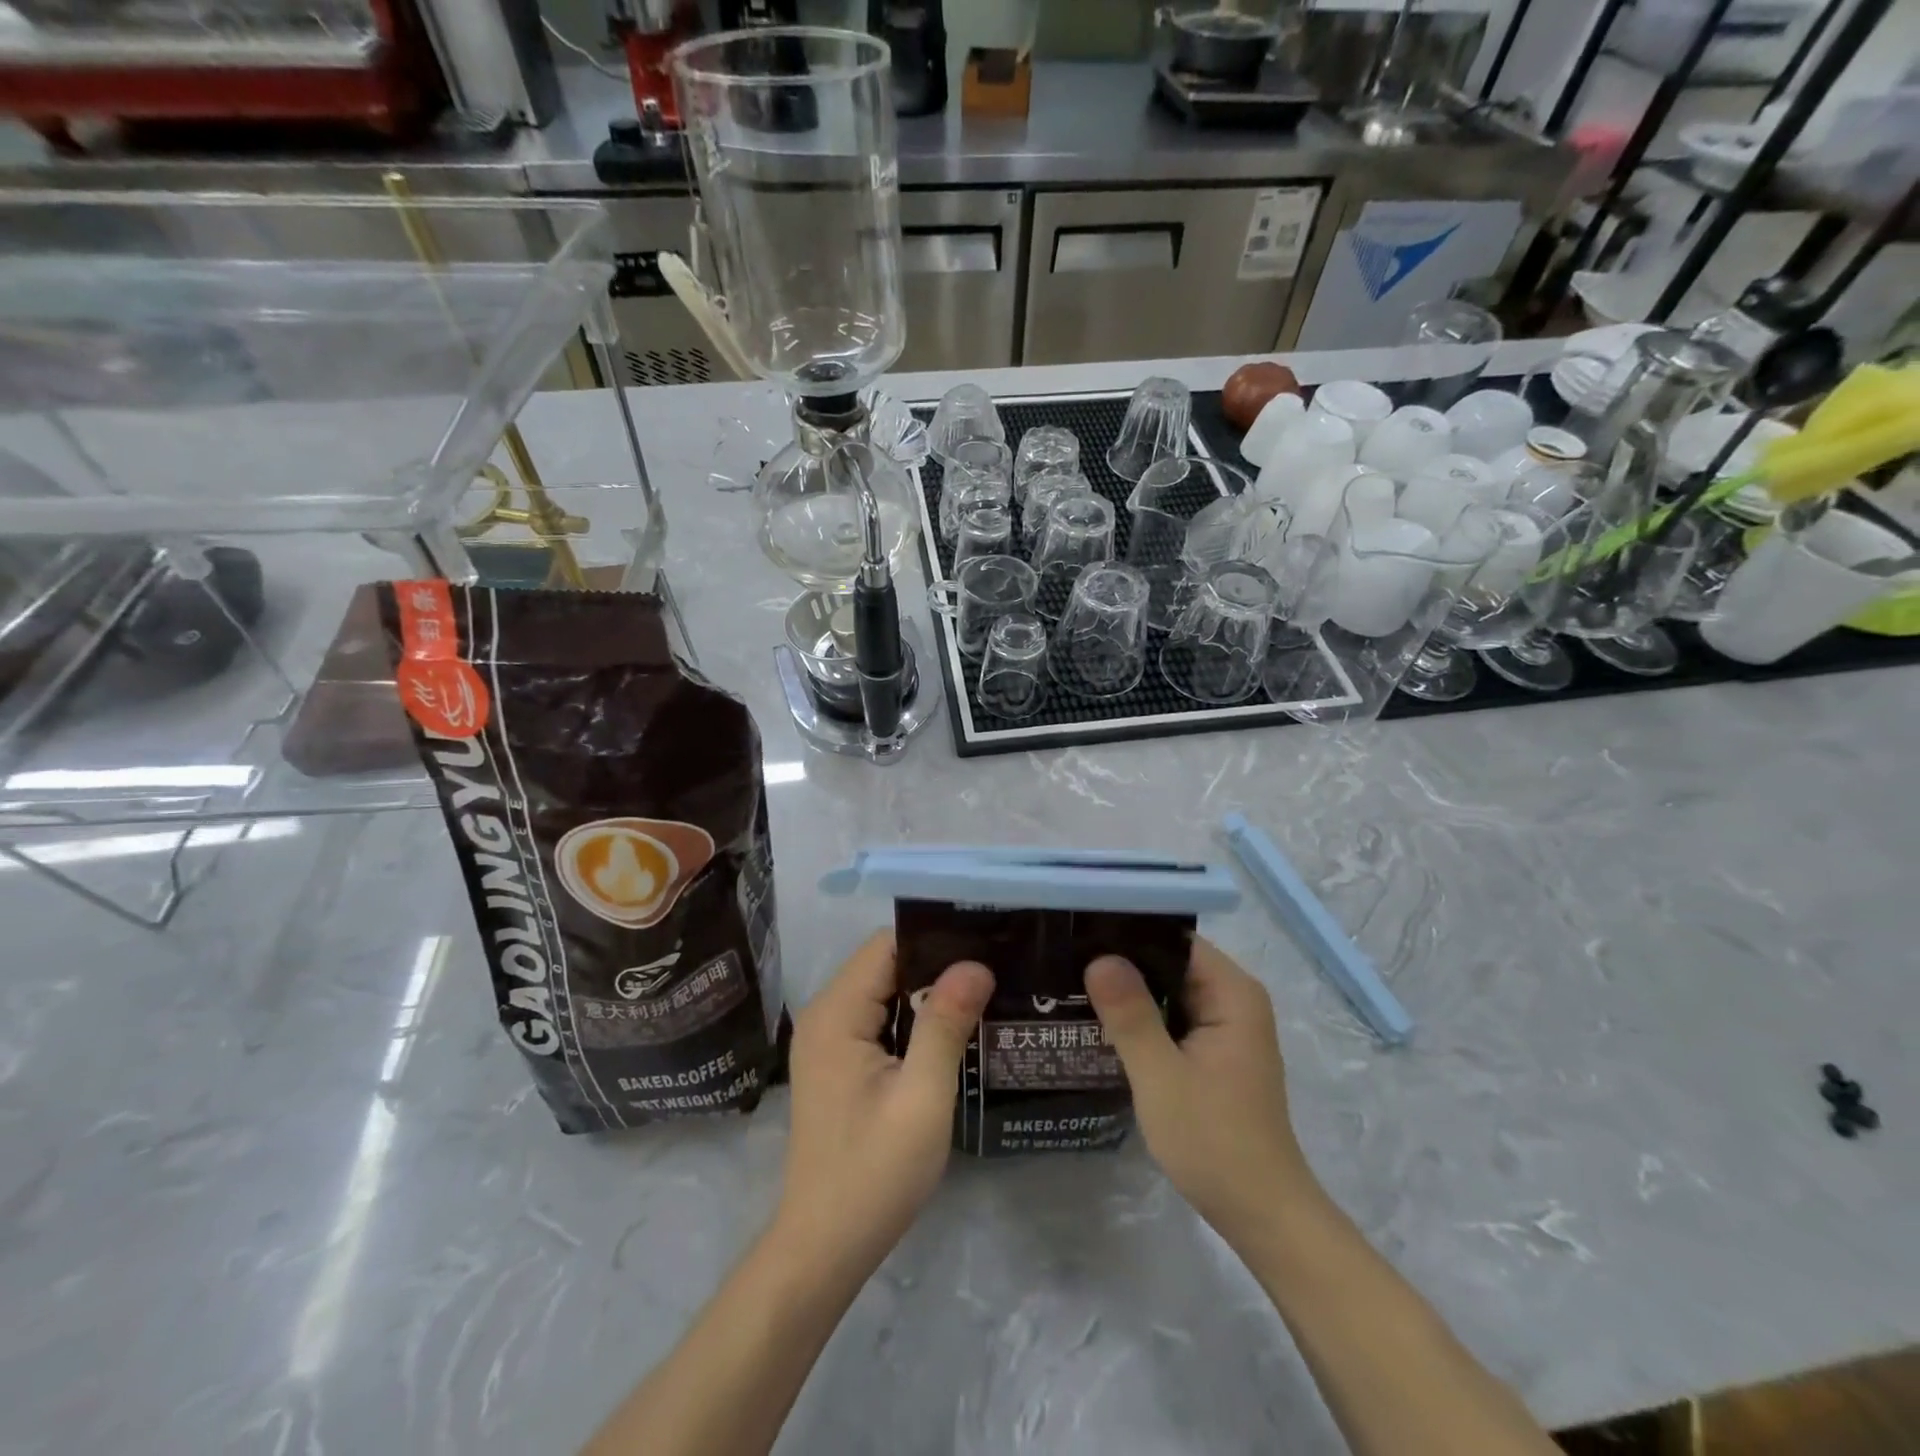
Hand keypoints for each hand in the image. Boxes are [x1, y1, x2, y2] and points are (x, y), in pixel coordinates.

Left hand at [776, 931, 993, 1276]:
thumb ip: (945, 1024)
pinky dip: (913, 1018)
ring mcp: (828, 1039)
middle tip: (996, 970)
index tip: (986, 943)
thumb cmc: (874, 1173)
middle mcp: (825, 1013)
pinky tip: (952, 1029)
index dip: (936, 939)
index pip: (887, 945)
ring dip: (928, 992)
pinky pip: (879, 1018)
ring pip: (885, 990)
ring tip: (984, 993)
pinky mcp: (837, 1061)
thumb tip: (975, 963)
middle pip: (886, 963)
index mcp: (837, 1012)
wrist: (825, 1246)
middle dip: (938, 964)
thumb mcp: (922, 1098)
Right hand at [1085, 938, 1317, 1242]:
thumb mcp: (1161, 1076)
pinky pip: (1172, 1017)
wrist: (1262, 1216)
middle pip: (1170, 962)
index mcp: (1232, 993)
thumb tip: (1099, 957)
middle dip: (1122, 962)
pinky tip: (1100, 1021)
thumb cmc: (1214, 1142)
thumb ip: (1130, 1014)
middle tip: (1064, 959)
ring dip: (1128, 991)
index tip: (1080, 932)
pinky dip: (1141, 1017)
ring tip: (1070, 982)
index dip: (1128, 932)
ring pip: (1168, 990)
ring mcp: (1225, 1027)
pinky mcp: (1214, 1052)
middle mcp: (1234, 1000)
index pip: (1174, 939)